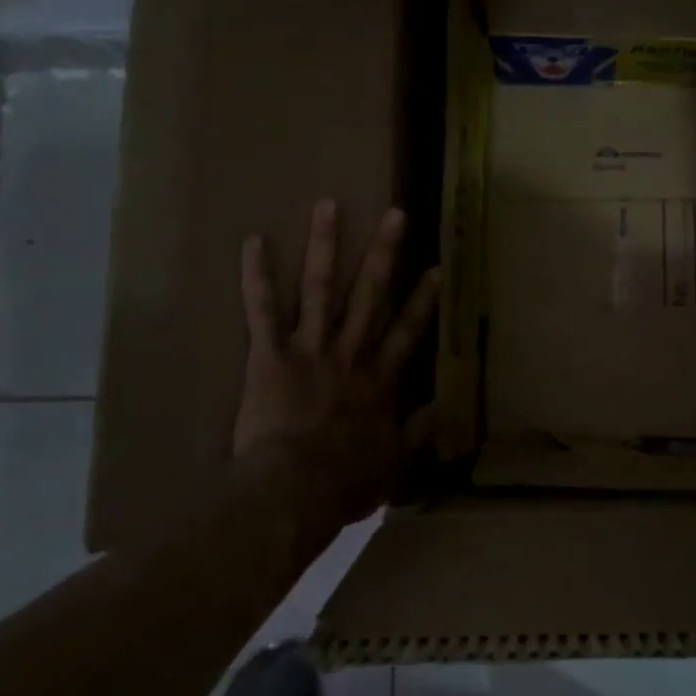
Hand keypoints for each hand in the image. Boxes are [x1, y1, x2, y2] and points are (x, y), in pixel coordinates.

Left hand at [233, 198, 441, 533]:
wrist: (294, 490)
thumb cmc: (345, 482)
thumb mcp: (395, 464)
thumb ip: (419, 433)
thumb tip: (442, 408)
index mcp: (379, 379)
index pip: (408, 331)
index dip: (424, 299)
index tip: (436, 268)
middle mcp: (350, 353)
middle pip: (370, 294)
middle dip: (383, 253)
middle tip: (394, 215)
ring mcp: (310, 348)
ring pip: (320, 288)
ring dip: (325, 245)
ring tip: (327, 205)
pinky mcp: (270, 354)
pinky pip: (262, 309)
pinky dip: (257, 275)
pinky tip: (254, 240)